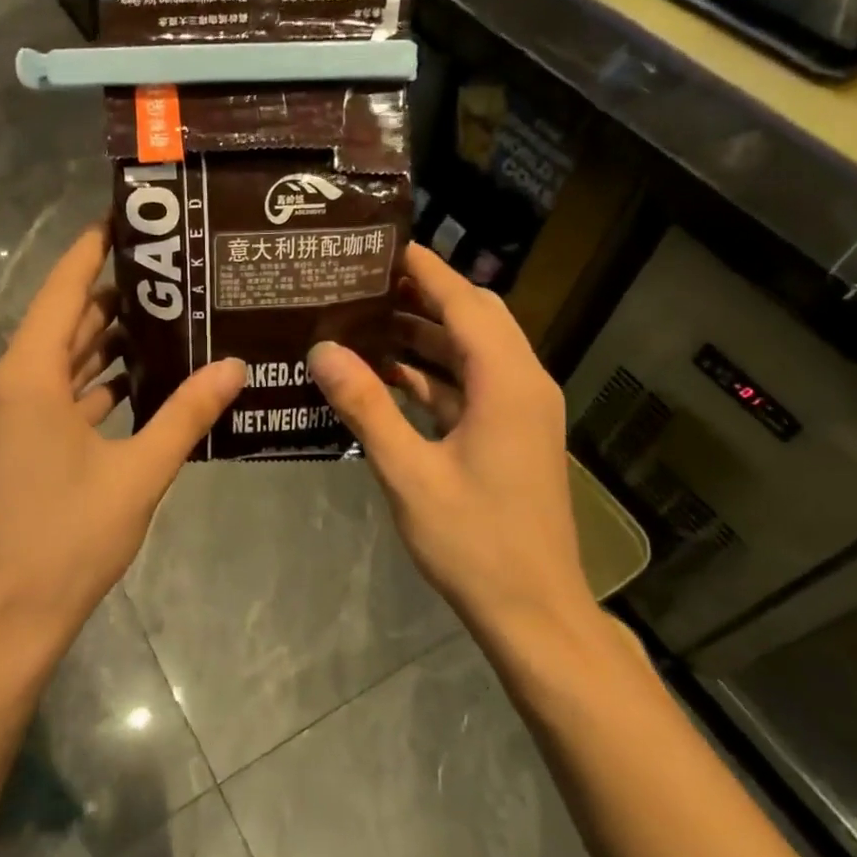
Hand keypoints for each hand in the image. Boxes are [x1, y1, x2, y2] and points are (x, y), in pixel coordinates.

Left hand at [0, 223, 245, 660]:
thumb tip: (236, 365)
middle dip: (115, 299)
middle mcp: (7, 382)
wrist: (3, 619)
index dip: (93, 248)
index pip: (63, 287)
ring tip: (167, 319)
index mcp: (27, 374)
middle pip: (65, 322)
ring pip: (60, 361)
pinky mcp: (9, 443)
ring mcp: (4, 415)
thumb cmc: (67, 539)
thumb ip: (187, 414)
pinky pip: (54, 394)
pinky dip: (92, 383)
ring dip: (106, 343)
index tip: (129, 219)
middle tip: (174, 276)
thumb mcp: (138, 472)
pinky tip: (138, 380)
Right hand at [307, 243, 596, 639]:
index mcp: (507, 382)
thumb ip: (366, 406)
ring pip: (473, 351)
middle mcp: (523, 383)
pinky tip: (387, 375)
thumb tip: (322, 351)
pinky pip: (472, 384)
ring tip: (366, 318)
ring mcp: (521, 410)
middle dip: (424, 294)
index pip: (465, 302)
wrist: (534, 611)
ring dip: (427, 334)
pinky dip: (433, 372)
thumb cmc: (474, 541)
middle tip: (366, 280)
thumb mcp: (408, 472)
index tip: (381, 244)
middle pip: (475, 317)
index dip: (426, 269)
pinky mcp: (512, 434)